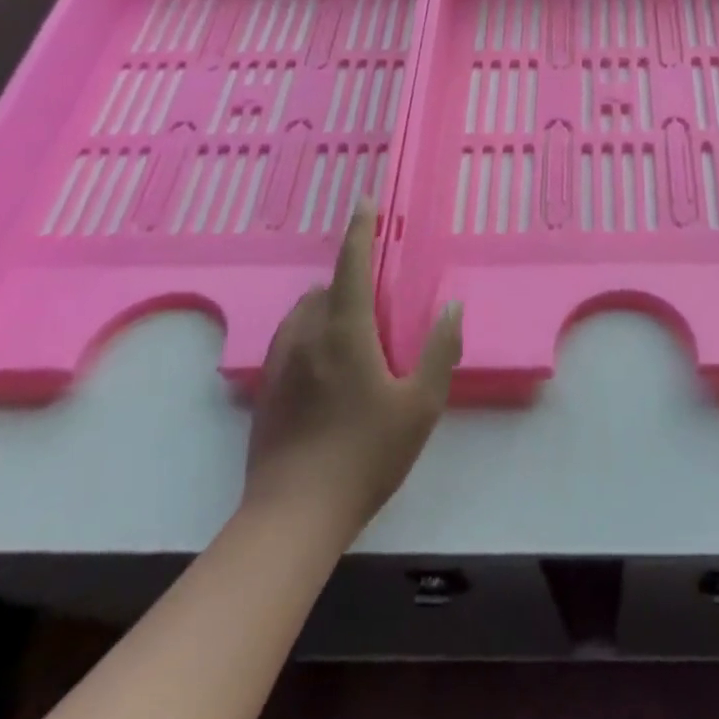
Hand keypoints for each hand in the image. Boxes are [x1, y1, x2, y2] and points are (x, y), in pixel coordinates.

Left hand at [241, 204, 462, 535]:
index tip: (365, 202)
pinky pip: (290, 340)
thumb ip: (439, 351)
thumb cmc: (366, 455)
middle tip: (377, 295)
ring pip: (304, 313)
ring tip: (353, 325)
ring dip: (327, 305)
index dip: (360, 230)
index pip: (352, 266)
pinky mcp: (266, 389)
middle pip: (327, 288)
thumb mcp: (420, 406)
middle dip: (350, 279)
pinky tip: (325, 362)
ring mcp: (280, 363)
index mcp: (345, 331)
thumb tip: (453, 307)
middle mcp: (307, 336)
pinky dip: (310, 331)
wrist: (293, 516)